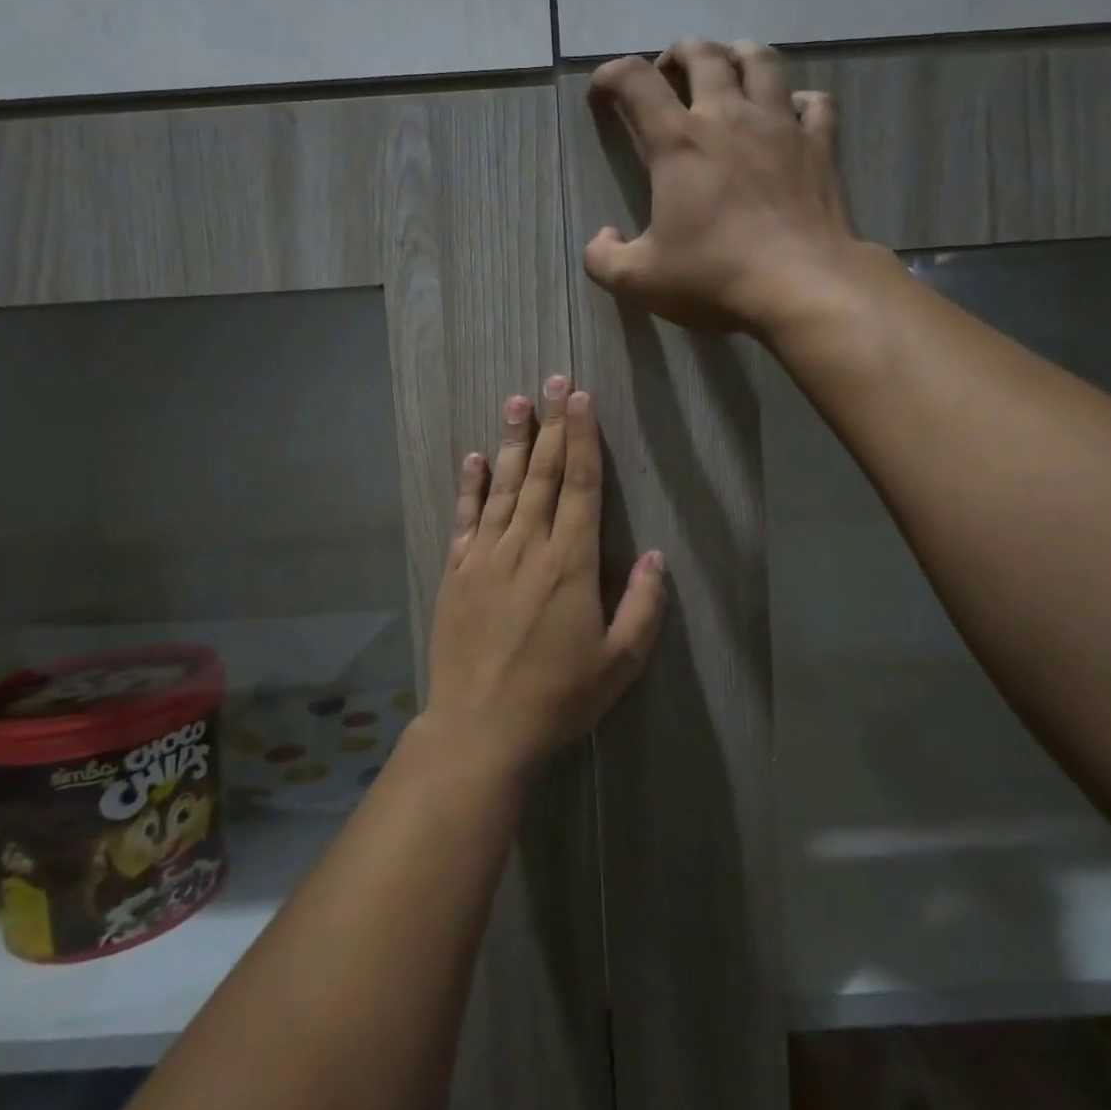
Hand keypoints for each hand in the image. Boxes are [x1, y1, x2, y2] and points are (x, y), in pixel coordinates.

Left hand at [424, 377, 664, 779]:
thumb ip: (642, 606)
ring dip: (512, 441)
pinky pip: (465, 518)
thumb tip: (654, 556)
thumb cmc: (557, 698)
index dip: (581, 438)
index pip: (578, 485)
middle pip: (540, 474)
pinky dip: (471, 485)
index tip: (581, 399)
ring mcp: (484, 557)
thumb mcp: (619, 662)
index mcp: (569, 564)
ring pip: (502, 487)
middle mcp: (525, 547)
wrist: (480, 729)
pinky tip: (474, 458)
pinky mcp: (456, 573)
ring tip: (516, 401)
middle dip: (550, 424)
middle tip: (553, 381)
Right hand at [584, 37, 866, 334]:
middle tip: (670, 74)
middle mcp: (729, 117)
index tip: (602, 92)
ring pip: (761, 61)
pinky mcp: (820, 145)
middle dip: (678, 54)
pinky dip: (799, 100)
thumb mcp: (640, 282)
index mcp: (679, 143)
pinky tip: (791, 114)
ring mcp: (780, 125)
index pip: (636, 82)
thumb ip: (604, 260)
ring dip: (739, 56)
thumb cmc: (714, 277)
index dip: (611, 76)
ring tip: (730, 70)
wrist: (801, 286)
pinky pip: (815, 102)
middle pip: (703, 54)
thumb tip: (602, 238)